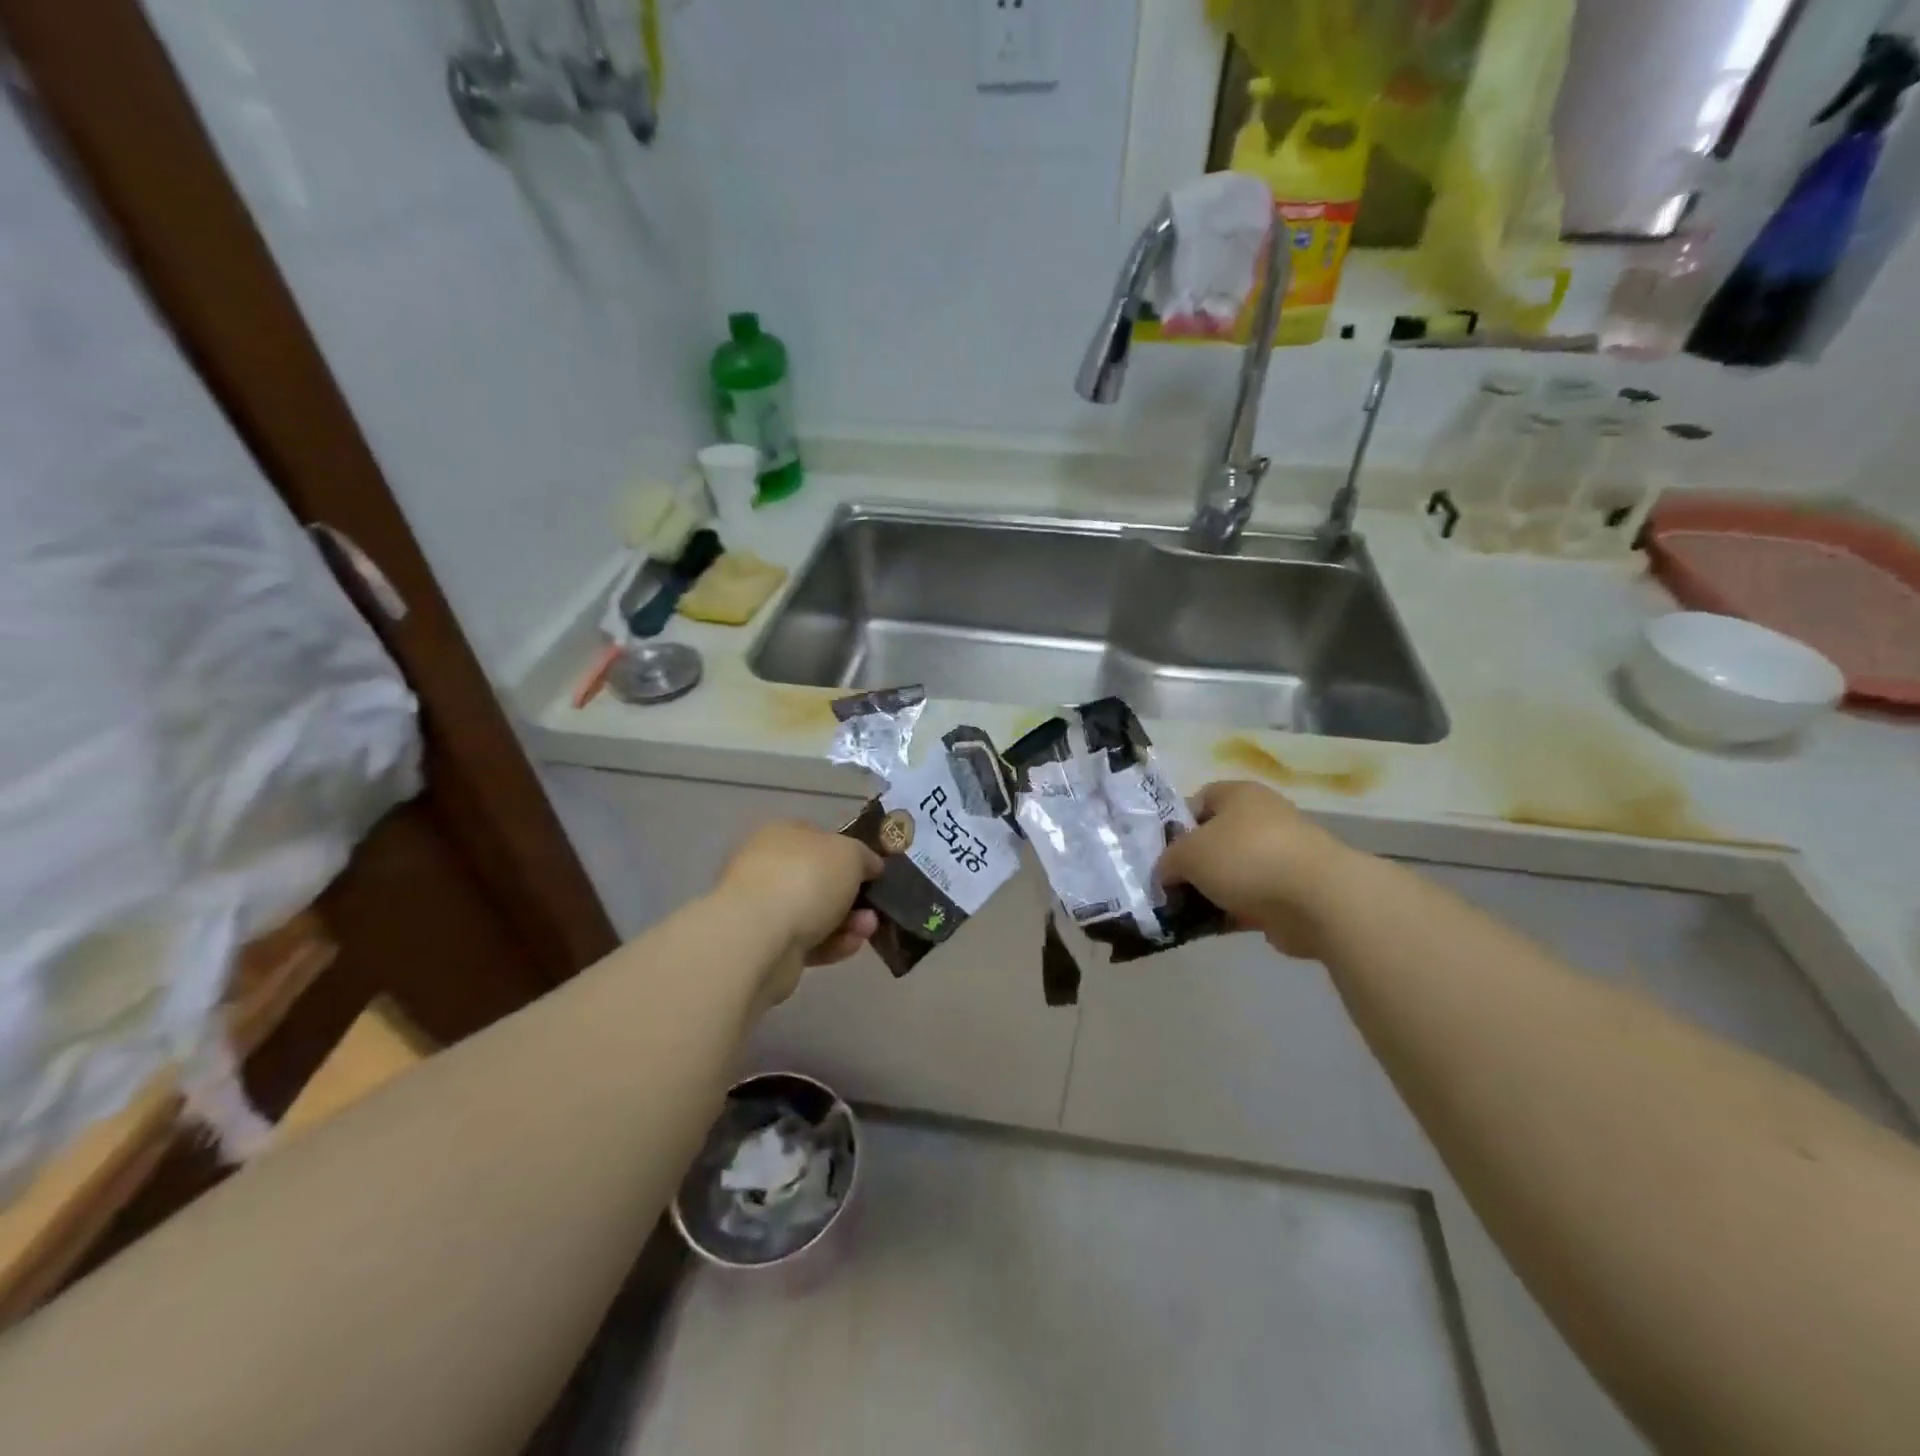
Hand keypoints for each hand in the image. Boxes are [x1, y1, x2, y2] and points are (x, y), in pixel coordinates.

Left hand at [714, 822, 882, 1004]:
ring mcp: (764, 909)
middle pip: (819, 879)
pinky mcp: (766, 947)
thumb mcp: (850, 853)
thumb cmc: (806, 878)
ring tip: (868, 929)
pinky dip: (832, 944)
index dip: (848, 852)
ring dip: (848, 921)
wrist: (760, 937)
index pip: (818, 837)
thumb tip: (870, 866)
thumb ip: (864, 857)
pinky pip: (808, 942)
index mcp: (781, 834)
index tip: (873, 871)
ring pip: (816, 913)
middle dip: (852, 894)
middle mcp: (768, 867)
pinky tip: (851, 945)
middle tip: (875, 905)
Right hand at [1156, 780, 1362, 959]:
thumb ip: (1168, 861)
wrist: (1318, 899)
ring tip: (1181, 911)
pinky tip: (1207, 927)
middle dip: (1191, 863)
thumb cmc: (1246, 858)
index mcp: (1239, 795)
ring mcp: (1280, 857)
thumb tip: (1165, 873)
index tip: (1160, 852)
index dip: (1175, 824)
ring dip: (1209, 891)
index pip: (1198, 800)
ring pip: (1231, 872)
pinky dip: (1230, 912)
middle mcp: (1262, 819)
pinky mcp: (1290, 893)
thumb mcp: (1188, 853)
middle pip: (1214, 839)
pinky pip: (1249, 900)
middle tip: (1168, 885)